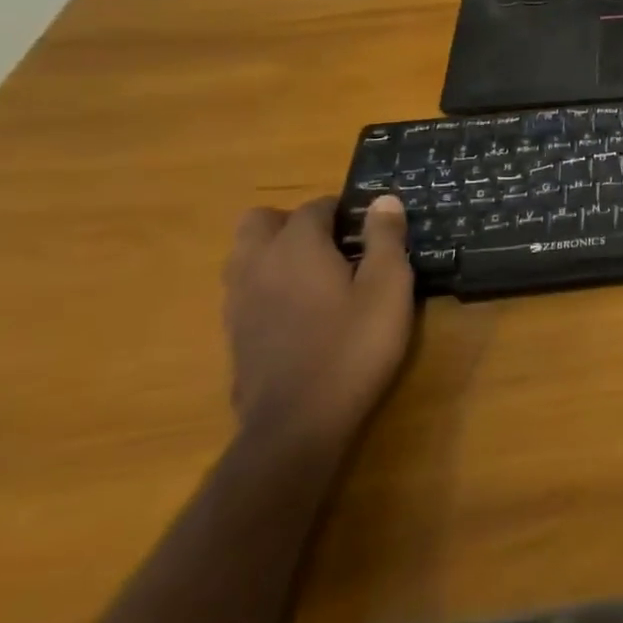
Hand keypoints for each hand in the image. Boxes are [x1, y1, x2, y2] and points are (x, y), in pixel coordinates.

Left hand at [222, 195, 416, 453]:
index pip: (314, 207)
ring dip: (275, 250)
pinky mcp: (233, 331)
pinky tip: (299, 309)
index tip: (369, 226)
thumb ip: (386, 239)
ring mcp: (238, 299)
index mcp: (296, 247)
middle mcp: (257, 263)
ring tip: (316, 273)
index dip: (343, 210)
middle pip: (261, 221)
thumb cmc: (353, 347)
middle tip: (335, 244)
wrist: (298, 422)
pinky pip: (244, 287)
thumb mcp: (388, 288)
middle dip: (295, 222)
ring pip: (245, 253)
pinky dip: (267, 282)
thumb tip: (384, 200)